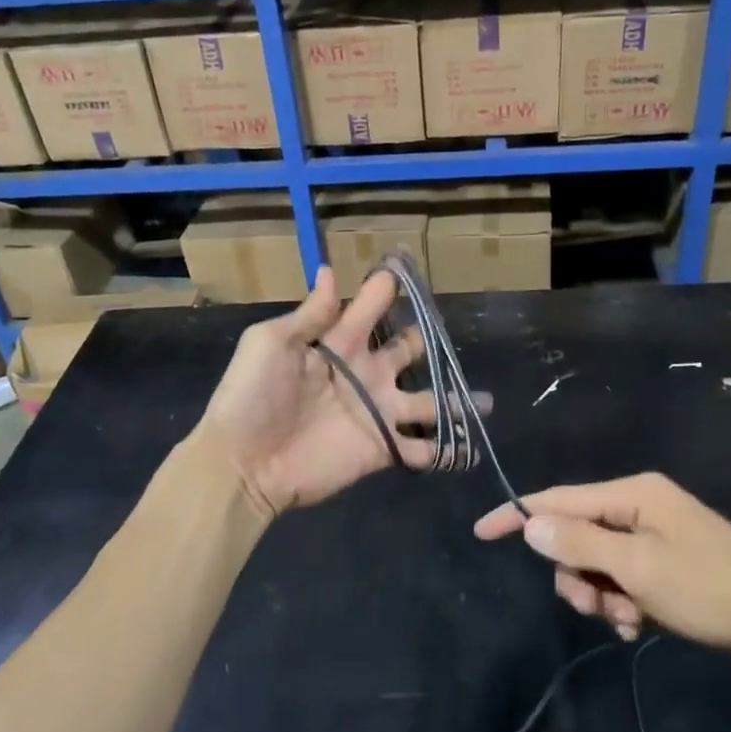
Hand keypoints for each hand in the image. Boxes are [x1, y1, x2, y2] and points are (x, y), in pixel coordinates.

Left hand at [201, 266, 463, 514]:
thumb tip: (329, 270)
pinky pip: (421, 449)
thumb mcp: (271, 344)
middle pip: (407, 351)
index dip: (388, 289)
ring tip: (486, 401)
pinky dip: (446, 451)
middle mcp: (365, 374)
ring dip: (456, 401)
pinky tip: (471, 449)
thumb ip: (310, 315)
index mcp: (339, 343)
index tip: (409, 268)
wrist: (244, 463)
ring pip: (427, 402)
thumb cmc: (252, 397)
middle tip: (452, 335)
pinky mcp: (381, 449)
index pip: (371, 308)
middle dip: (428, 342)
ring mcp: (377, 413)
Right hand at [473, 473, 730, 653]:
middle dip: (576, 574)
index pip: (560, 499)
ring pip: (597, 563)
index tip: (481, 531)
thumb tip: (531, 525)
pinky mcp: (665, 563)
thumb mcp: (636, 567)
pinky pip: (622, 578)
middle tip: (594, 606)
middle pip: (577, 536)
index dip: (519, 515)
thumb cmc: (708, 587)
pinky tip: (638, 625)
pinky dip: (621, 602)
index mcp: (633, 494)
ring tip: (625, 621)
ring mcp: (654, 535)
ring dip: (600, 595)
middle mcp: (640, 507)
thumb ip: (580, 544)